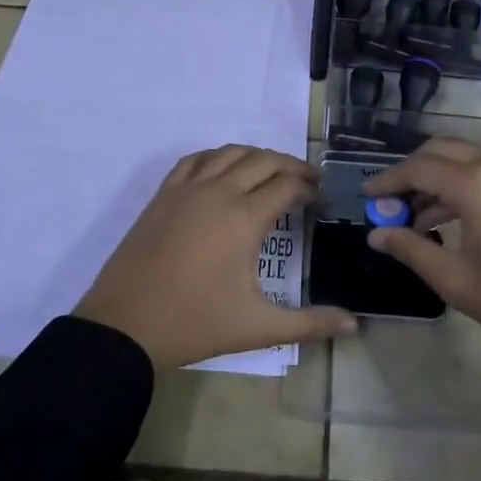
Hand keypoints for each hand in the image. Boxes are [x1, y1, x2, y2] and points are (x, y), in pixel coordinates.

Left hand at [74, 145, 356, 370]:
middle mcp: (219, 191)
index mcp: (245, 217)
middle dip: (291, 166)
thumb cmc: (195, 324)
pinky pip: (196, 159)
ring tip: (272, 172)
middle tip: (306, 182)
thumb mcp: (258, 327)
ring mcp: (188, 188)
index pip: (287, 185)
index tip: (320, 197)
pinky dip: (218, 156)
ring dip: (257, 156)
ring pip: (231, 152)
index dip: (309, 187)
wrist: (125, 326)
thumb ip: (309, 323)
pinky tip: (225, 170)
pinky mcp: (164, 194)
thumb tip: (355, 325)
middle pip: (264, 160)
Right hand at [364, 138, 480, 460]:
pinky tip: (444, 220)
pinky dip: (459, 185)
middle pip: (440, 151)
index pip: (419, 168)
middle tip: (387, 201)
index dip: (388, 180)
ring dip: (435, 179)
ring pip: (463, 158)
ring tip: (411, 217)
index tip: (365, 194)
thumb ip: (411, 250)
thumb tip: (375, 234)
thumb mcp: (457, 281)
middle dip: (410, 172)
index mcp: (476, 182)